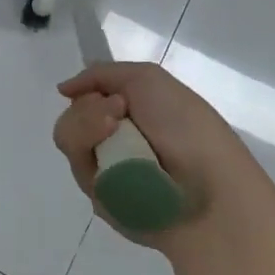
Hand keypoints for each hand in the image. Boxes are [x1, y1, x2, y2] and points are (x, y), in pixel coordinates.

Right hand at [53, 62, 257, 250]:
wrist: (210, 191)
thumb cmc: (188, 128)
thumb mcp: (148, 79)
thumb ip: (100, 75)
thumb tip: (63, 89)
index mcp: (132, 113)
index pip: (86, 96)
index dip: (87, 91)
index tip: (108, 94)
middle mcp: (115, 140)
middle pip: (71, 115)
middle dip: (88, 110)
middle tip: (119, 114)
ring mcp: (106, 169)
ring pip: (69, 138)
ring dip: (88, 128)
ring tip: (115, 135)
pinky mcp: (101, 199)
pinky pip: (79, 169)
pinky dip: (94, 158)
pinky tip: (119, 165)